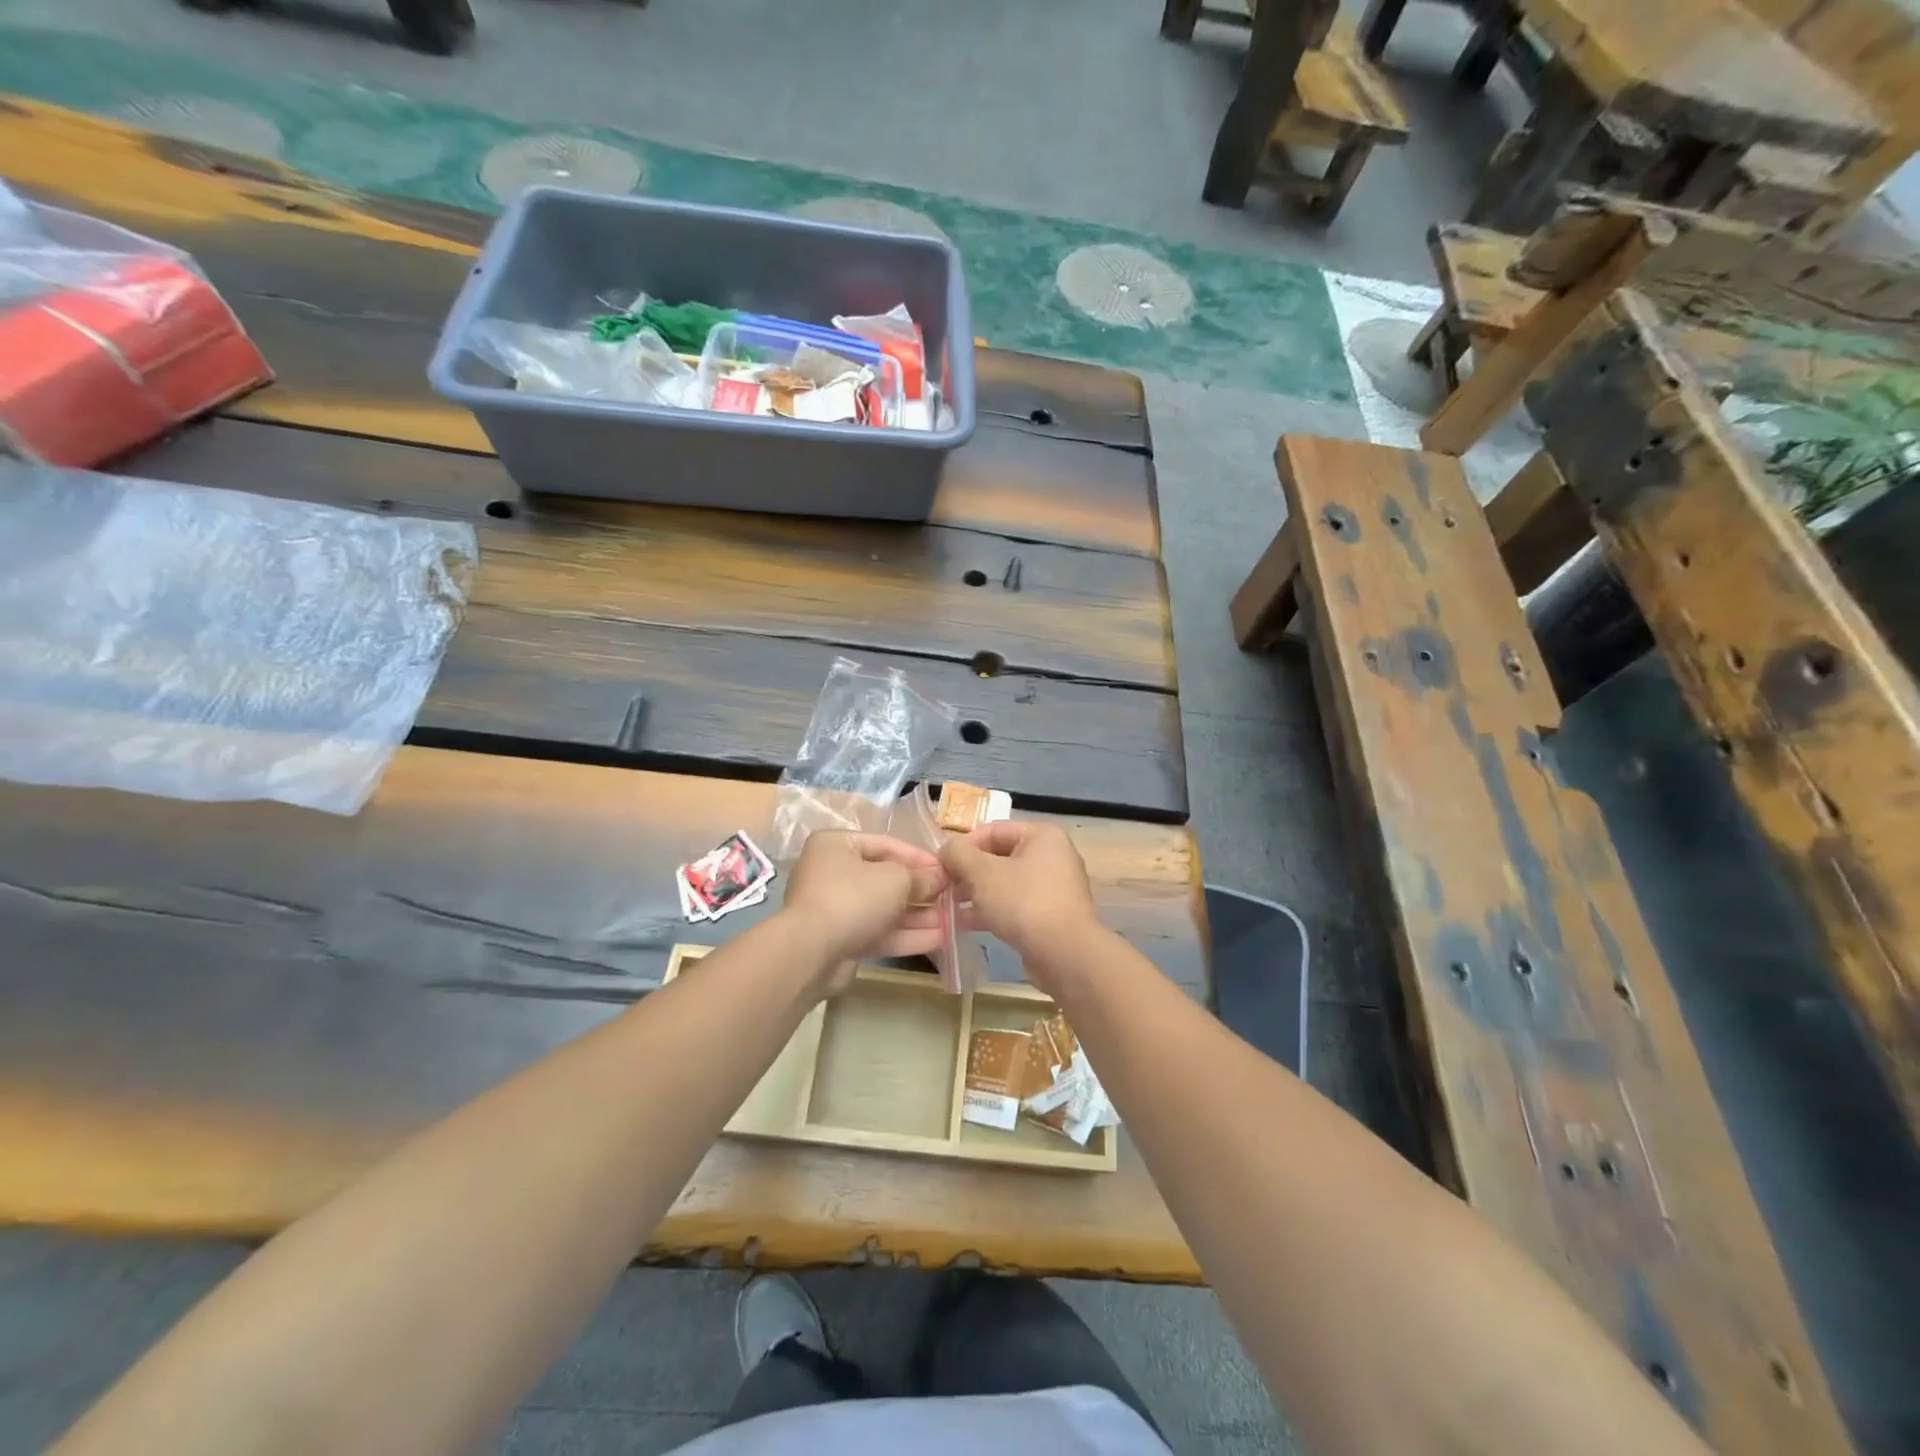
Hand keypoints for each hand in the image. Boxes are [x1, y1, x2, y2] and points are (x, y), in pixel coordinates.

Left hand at [780, 832, 950, 977]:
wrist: (812, 952)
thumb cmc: (854, 897)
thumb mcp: (896, 879)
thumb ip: (921, 877)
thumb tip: (939, 877)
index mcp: (837, 845)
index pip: (886, 844)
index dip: (919, 857)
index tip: (947, 869)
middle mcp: (833, 873)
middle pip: (885, 878)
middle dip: (921, 891)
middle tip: (951, 897)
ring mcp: (836, 909)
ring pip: (884, 909)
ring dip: (918, 915)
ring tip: (952, 921)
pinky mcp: (841, 940)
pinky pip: (878, 932)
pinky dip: (906, 935)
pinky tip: (939, 940)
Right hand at [938, 821, 1102, 986]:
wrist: (1065, 955)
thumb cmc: (1023, 902)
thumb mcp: (982, 872)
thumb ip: (959, 854)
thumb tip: (946, 850)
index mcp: (1042, 836)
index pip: (992, 830)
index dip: (963, 845)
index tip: (940, 864)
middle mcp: (1052, 856)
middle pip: (999, 856)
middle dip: (968, 872)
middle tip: (942, 887)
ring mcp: (1053, 887)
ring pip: (1005, 883)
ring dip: (976, 892)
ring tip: (948, 905)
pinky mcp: (1050, 915)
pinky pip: (1015, 905)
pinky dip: (992, 910)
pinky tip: (965, 923)